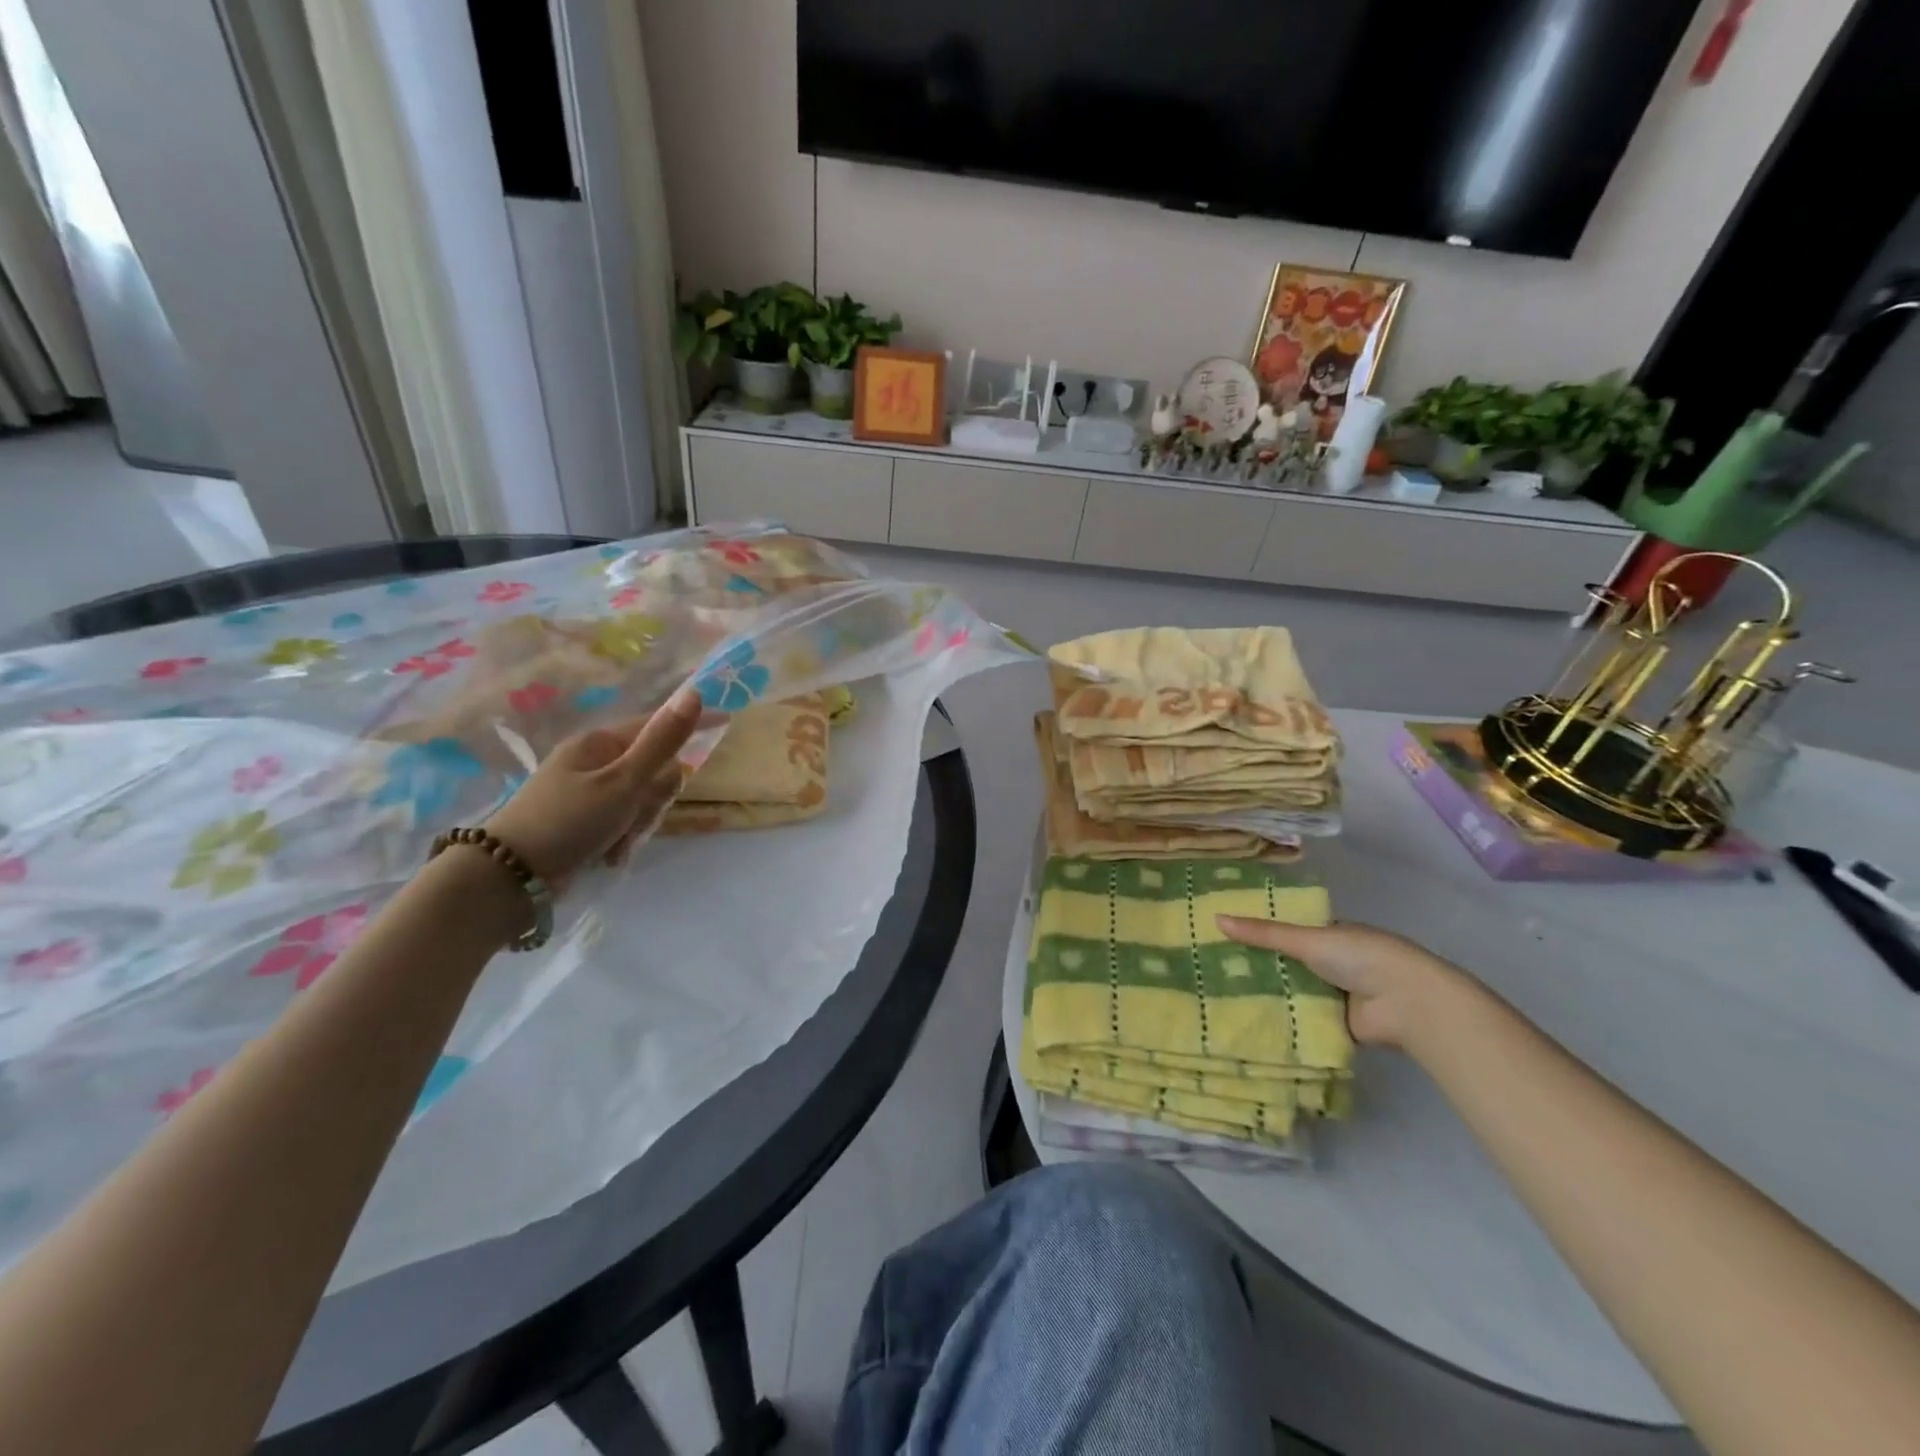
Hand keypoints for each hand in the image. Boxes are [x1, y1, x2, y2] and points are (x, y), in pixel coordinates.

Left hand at [482, 688, 701, 888]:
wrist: (509, 879)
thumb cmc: (568, 821)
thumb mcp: (623, 782)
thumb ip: (662, 742)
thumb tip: (694, 693)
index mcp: (599, 743)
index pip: (657, 724)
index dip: (690, 724)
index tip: (728, 721)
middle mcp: (594, 762)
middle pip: (654, 769)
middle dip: (654, 795)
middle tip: (638, 813)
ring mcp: (589, 793)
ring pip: (642, 799)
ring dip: (638, 821)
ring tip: (618, 841)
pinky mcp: (585, 821)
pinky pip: (624, 820)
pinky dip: (623, 837)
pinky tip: (609, 854)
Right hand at [1215, 915, 1467, 1049]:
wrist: (1407, 1004)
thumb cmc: (1360, 957)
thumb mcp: (1308, 939)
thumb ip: (1264, 934)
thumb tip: (1216, 919)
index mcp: (1330, 934)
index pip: (1287, 931)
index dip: (1258, 932)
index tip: (1222, 935)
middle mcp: (1332, 962)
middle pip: (1287, 963)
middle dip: (1257, 966)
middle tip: (1212, 967)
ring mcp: (1335, 994)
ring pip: (1292, 991)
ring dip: (1267, 995)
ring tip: (1218, 994)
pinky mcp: (1335, 1023)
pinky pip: (1301, 1019)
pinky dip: (1281, 1021)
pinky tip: (1246, 1020)